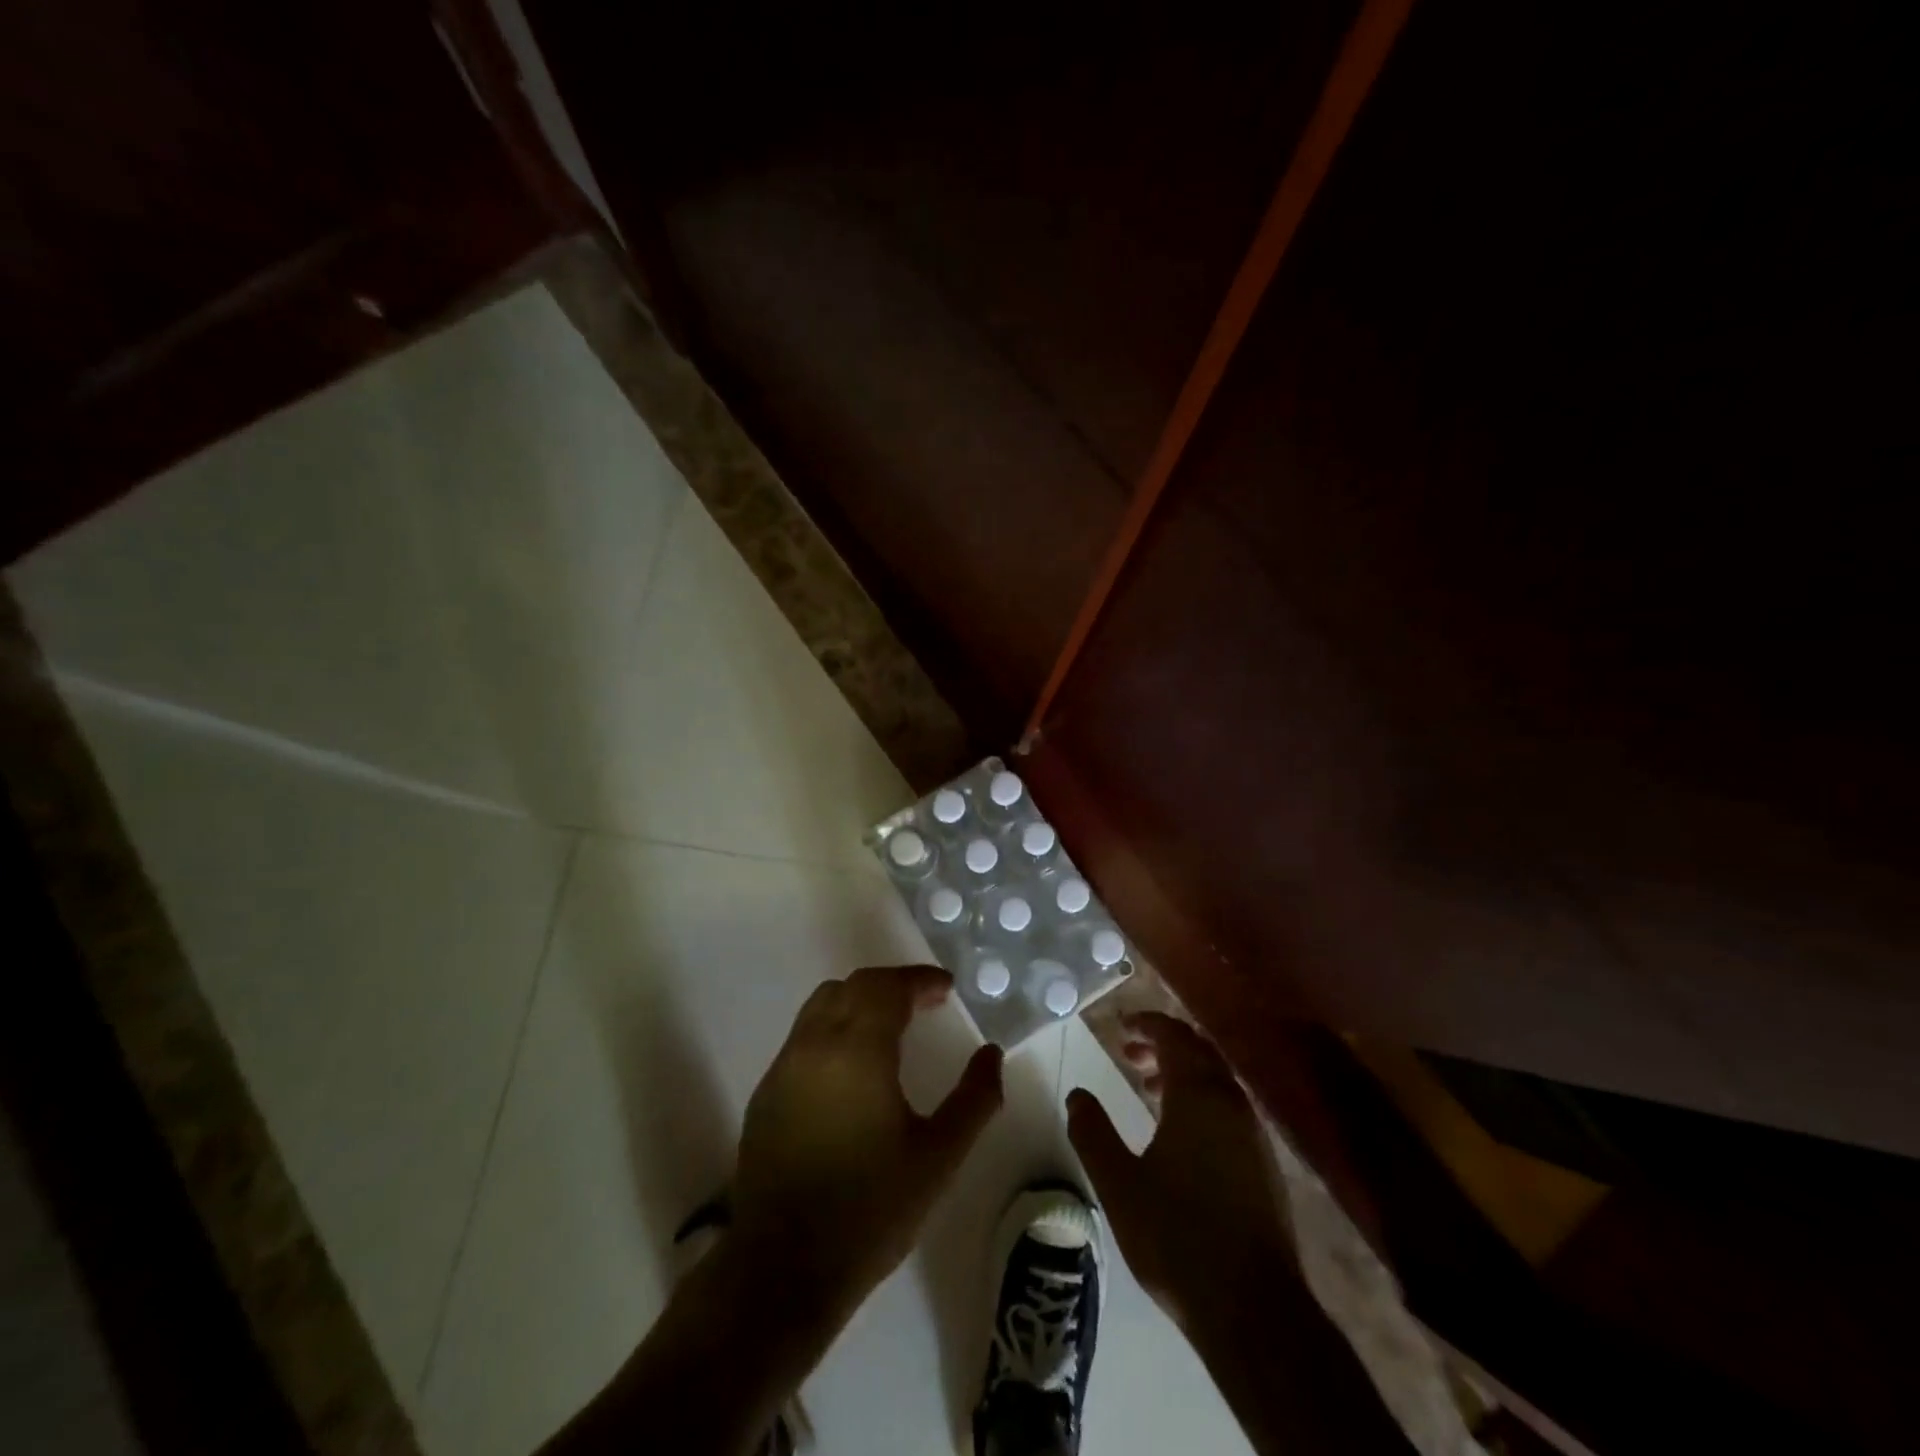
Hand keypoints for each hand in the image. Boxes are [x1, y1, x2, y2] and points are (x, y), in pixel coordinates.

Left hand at [731, 965, 1003, 1323]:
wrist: (783, 1270)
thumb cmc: (871, 1211)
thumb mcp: (939, 1157)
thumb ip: (975, 1099)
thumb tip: (992, 1055)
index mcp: (858, 1050)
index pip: (888, 987)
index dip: (920, 981)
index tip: (946, 989)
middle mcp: (815, 1044)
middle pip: (854, 985)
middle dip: (892, 985)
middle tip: (925, 1004)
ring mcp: (784, 1067)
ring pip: (823, 1004)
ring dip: (860, 1000)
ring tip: (891, 1026)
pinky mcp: (766, 1092)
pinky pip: (804, 1035)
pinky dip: (835, 1027)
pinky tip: (853, 1066)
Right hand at [1067, 1012, 1295, 1329]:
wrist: (1253, 1309)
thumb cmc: (1178, 1236)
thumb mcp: (1119, 1183)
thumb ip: (1093, 1132)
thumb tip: (1077, 1094)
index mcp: (1198, 1095)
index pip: (1174, 1036)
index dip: (1146, 1024)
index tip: (1120, 1027)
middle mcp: (1231, 1103)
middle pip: (1199, 1051)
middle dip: (1164, 1044)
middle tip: (1129, 1053)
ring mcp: (1253, 1134)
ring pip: (1217, 1080)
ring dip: (1183, 1072)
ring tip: (1148, 1089)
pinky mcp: (1264, 1165)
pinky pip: (1229, 1107)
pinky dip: (1201, 1099)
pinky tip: (1180, 1133)